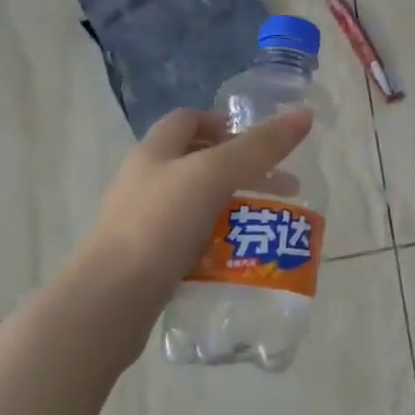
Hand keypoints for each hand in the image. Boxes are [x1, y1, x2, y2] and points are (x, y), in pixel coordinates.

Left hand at [54, 107, 313, 360]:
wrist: (111, 300)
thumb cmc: (160, 223)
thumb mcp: (216, 174)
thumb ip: (260, 146)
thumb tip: (304, 114)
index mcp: (154, 152)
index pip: (189, 120)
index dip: (226, 124)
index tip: (262, 143)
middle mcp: (144, 182)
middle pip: (199, 163)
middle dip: (243, 171)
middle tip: (282, 188)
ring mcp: (142, 223)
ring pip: (198, 204)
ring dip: (234, 208)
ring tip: (267, 225)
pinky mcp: (146, 260)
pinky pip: (190, 241)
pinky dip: (218, 242)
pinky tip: (239, 256)